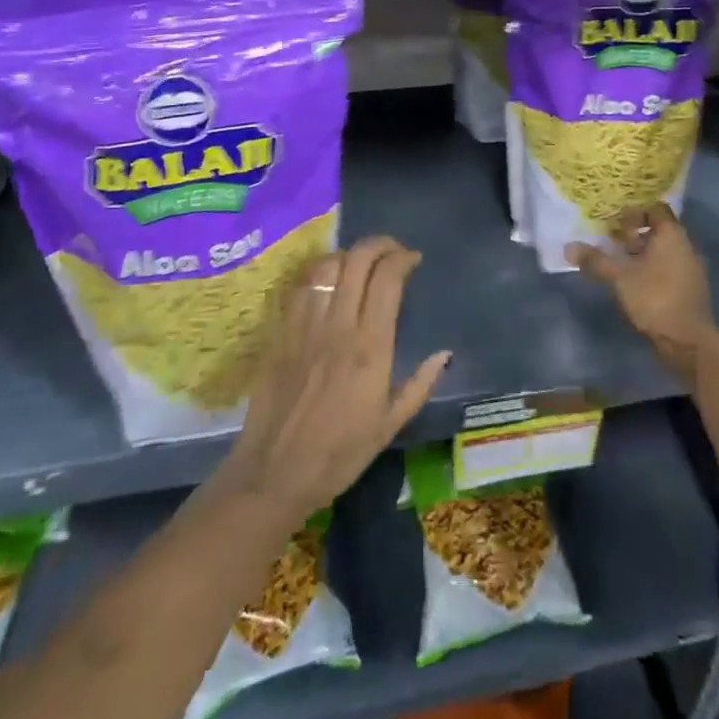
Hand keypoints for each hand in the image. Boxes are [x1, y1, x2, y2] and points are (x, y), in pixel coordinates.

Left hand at [219, 237, 450, 522]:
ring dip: (350, 254)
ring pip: (328, 265)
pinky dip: (320, 272)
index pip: (387, 279)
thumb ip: (419, 384)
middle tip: (392, 251)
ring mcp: (305, 325)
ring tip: (361, 262)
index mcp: (370, 348)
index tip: (413, 259)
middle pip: (358, 260)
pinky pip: (302, 286)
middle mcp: (338, 326)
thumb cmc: (338, 454)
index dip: (402, 259)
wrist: (274, 474)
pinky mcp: (281, 332)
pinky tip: (329, 281)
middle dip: (380, 244)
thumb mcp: (390, 425)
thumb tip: (444, 353)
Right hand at [567, 203, 717, 380]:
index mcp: (672, 235)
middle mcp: (686, 246)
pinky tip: (634, 283)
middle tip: (611, 242)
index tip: (614, 223)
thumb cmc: (655, 298)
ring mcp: (691, 269)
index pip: (655, 209)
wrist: (688, 342)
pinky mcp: (690, 290)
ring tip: (618, 264)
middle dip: (634, 235)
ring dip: (642, 254)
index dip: (634, 213)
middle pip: (659, 230)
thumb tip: (568, 247)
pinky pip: (669, 269)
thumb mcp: (619, 277)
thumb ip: (595, 260)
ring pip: (664, 251)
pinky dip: (652, 270)